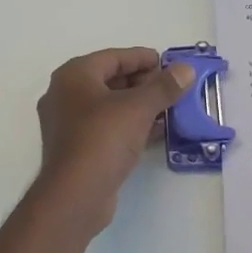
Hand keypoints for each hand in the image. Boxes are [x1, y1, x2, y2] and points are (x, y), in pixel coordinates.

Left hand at [32, 48, 195, 237]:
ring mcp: (68, 124)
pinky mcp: (77, 148)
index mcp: (74, 75)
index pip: (113, 57)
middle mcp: (65, 95)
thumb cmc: (103, 139)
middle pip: (110, 80)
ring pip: (109, 106)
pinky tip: (156, 131)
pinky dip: (130, 125)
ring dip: (139, 105)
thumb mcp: (138, 108)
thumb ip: (164, 87)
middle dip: (143, 83)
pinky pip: (107, 127)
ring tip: (169, 108)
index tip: (168, 63)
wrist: (75, 195)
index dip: (142, 58)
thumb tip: (185, 70)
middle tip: (172, 87)